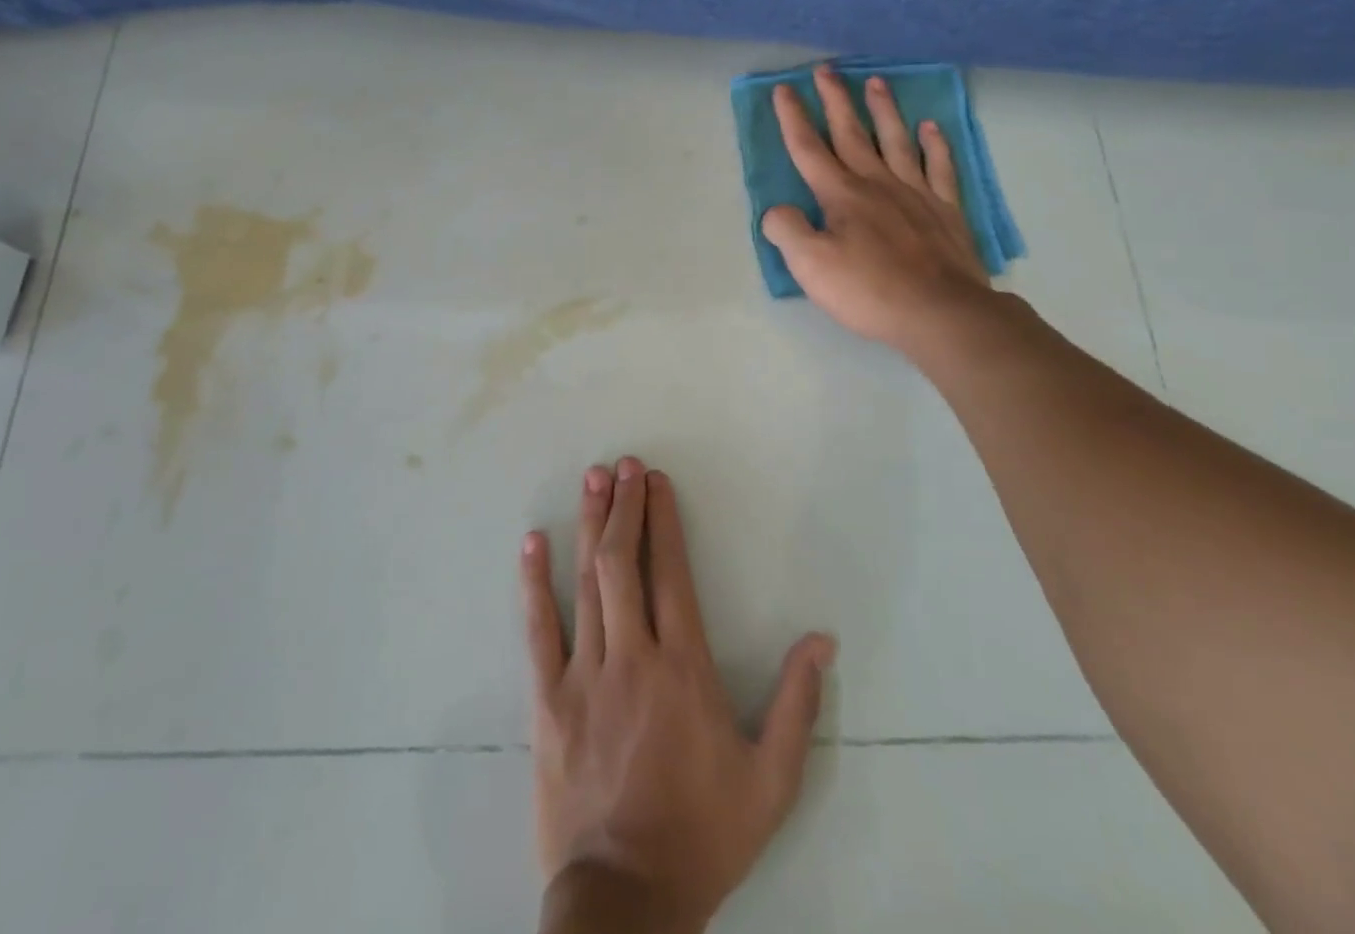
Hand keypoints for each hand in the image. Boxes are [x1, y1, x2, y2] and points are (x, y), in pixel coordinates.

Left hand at [523, 458, 836, 932]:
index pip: (672, 573)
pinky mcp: (547, 700)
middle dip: (624, 506)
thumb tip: (822, 640)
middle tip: (623, 464)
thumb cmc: (702, 834)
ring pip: (587, 583)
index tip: (657, 481)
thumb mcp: (771, 781)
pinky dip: (534, 582)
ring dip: (590, 526)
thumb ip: (798, 705)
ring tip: (593, 479)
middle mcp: (632, 656)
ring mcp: (584, 675)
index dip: (664, 520)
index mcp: (684, 669)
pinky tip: (533, 542)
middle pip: (624, 563)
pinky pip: (538, 630)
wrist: (625, 901)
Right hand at [760, 64, 996, 351]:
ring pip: (896, 140)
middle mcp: (877, 183)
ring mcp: (916, 193)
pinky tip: (930, 127)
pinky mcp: (945, 210)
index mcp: (841, 195)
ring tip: (876, 81)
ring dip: (883, 110)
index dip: (793, 118)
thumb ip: (787, 231)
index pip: (809, 149)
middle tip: (825, 69)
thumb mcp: (810, 266)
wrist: (941, 312)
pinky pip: (940, 167)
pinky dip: (935, 144)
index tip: (783, 89)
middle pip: (851, 133)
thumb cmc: (869, 290)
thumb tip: (776, 211)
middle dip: (835, 100)